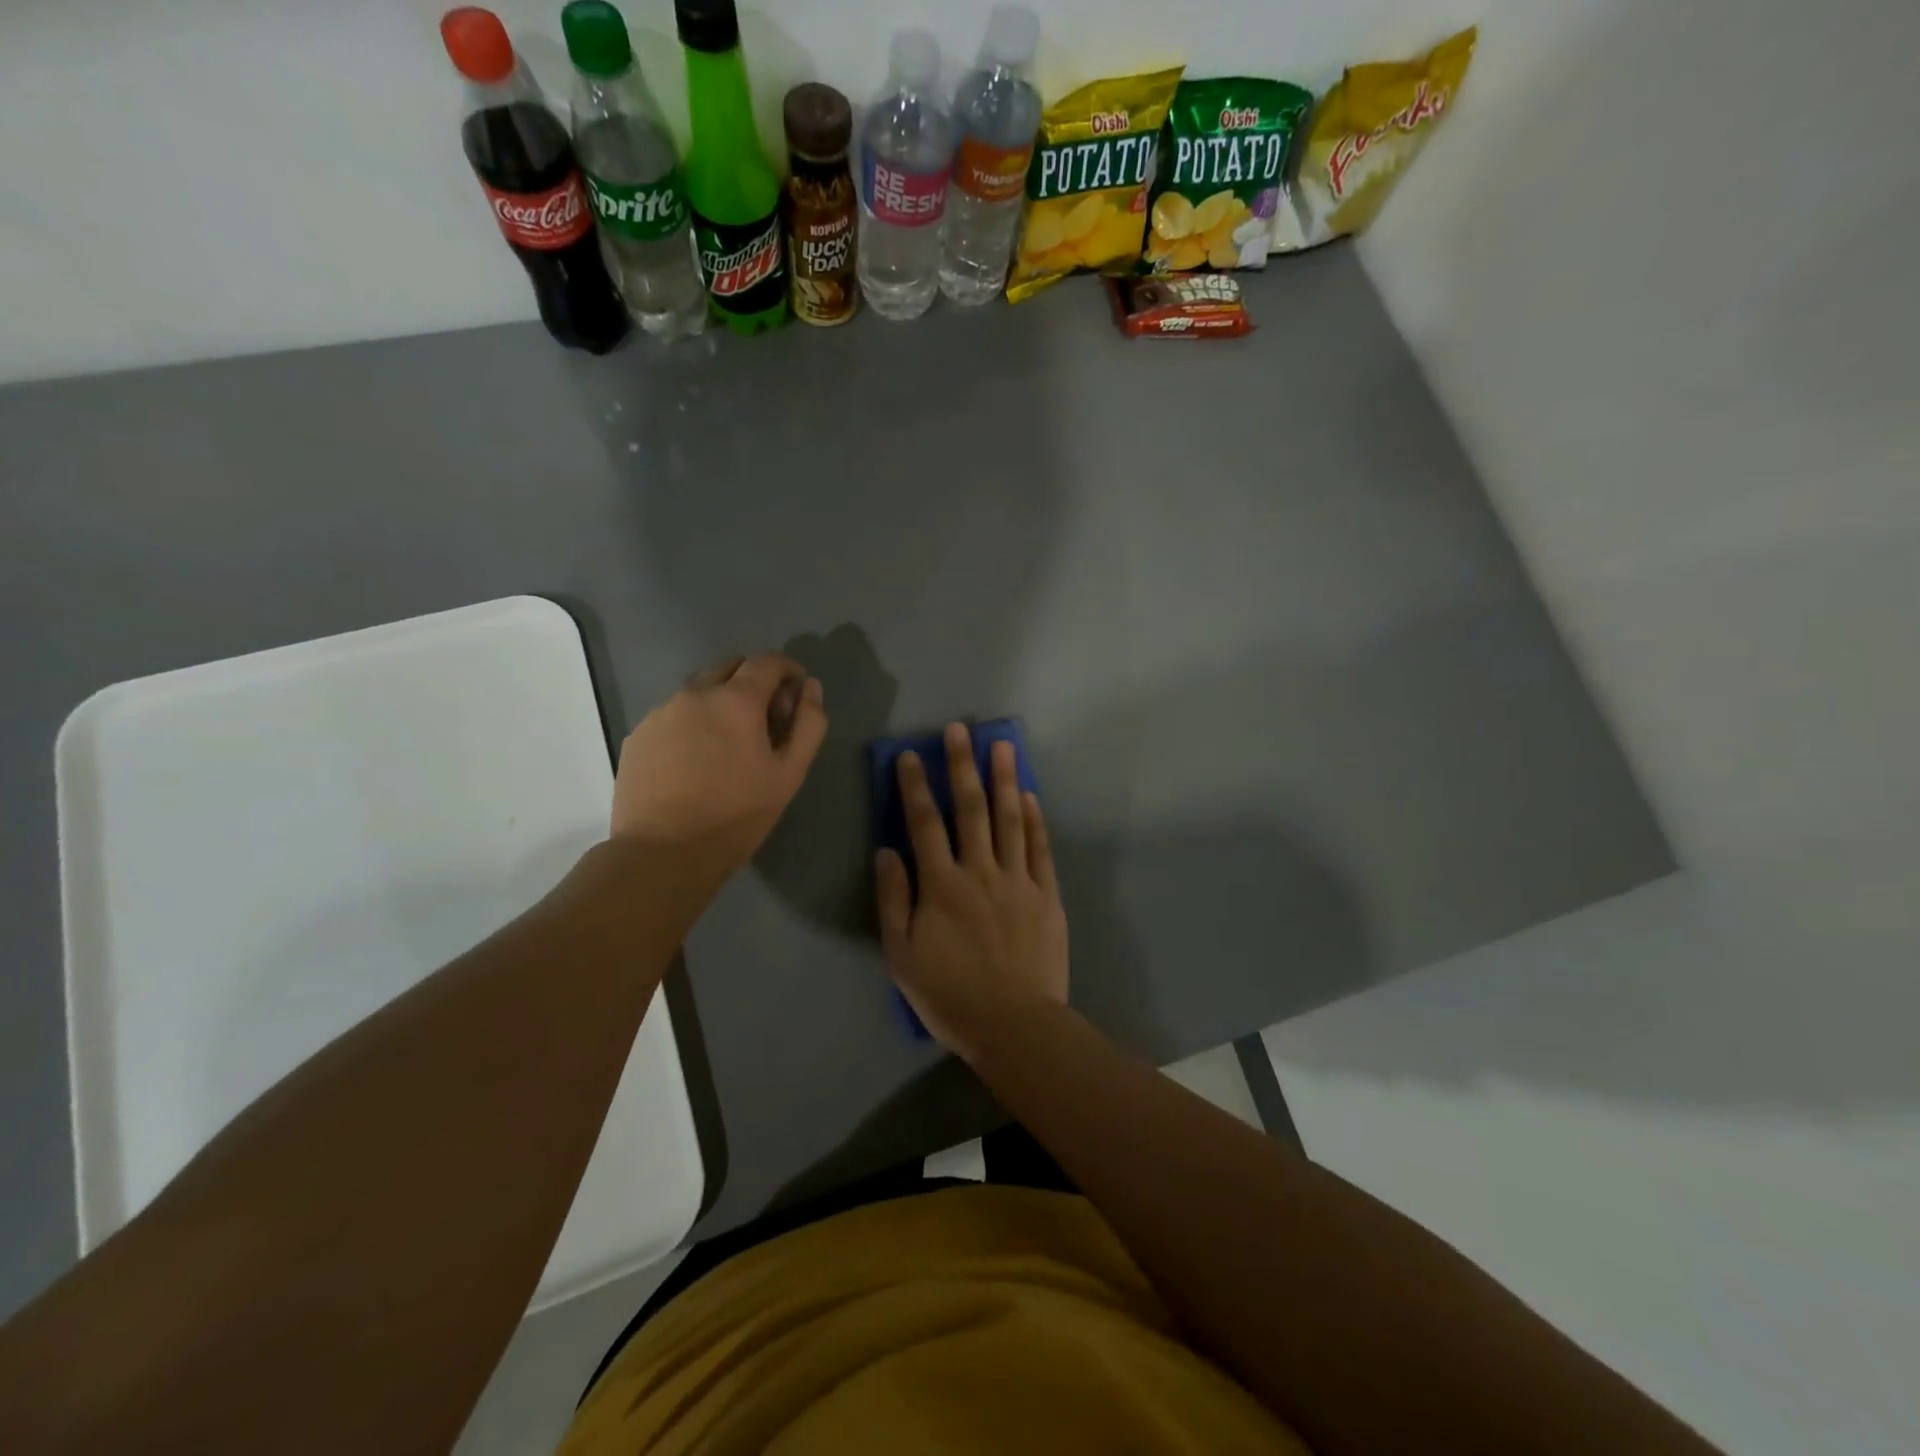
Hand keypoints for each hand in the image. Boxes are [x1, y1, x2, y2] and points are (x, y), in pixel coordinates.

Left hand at [612, 653, 826, 872]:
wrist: (662, 853)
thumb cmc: (736, 815)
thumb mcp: (789, 774)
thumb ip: (808, 724)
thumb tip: (810, 687)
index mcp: (736, 699)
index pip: (768, 661)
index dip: (788, 670)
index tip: (795, 694)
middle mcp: (695, 693)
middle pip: (731, 667)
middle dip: (754, 682)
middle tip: (764, 721)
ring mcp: (661, 712)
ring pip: (699, 689)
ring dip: (720, 701)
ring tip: (727, 744)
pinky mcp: (638, 735)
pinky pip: (673, 714)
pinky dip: (692, 723)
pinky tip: (695, 761)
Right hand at [875, 723, 1068, 1062]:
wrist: (1015, 1025)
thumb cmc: (950, 994)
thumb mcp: (902, 955)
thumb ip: (894, 900)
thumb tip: (886, 851)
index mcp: (942, 885)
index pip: (924, 823)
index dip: (915, 786)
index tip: (911, 754)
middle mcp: (980, 871)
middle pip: (971, 809)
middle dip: (962, 766)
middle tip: (961, 729)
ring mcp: (1018, 880)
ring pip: (1010, 819)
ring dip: (1004, 779)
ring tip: (1002, 745)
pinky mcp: (1047, 895)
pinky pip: (1040, 849)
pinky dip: (1035, 820)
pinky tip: (1031, 796)